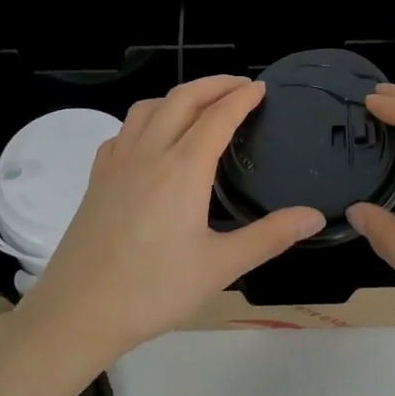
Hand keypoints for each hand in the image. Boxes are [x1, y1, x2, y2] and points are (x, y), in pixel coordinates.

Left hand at [13, 76, 325, 361]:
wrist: (79, 311)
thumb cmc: (154, 290)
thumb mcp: (221, 266)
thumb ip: (270, 237)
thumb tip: (315, 216)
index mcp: (183, 168)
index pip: (218, 117)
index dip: (242, 97)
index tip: (261, 88)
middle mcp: (149, 153)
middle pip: (182, 99)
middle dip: (213, 84)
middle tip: (240, 85)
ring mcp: (116, 164)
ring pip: (147, 109)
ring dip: (178, 97)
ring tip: (199, 106)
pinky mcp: (96, 180)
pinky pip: (122, 133)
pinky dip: (144, 122)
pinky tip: (150, 142)